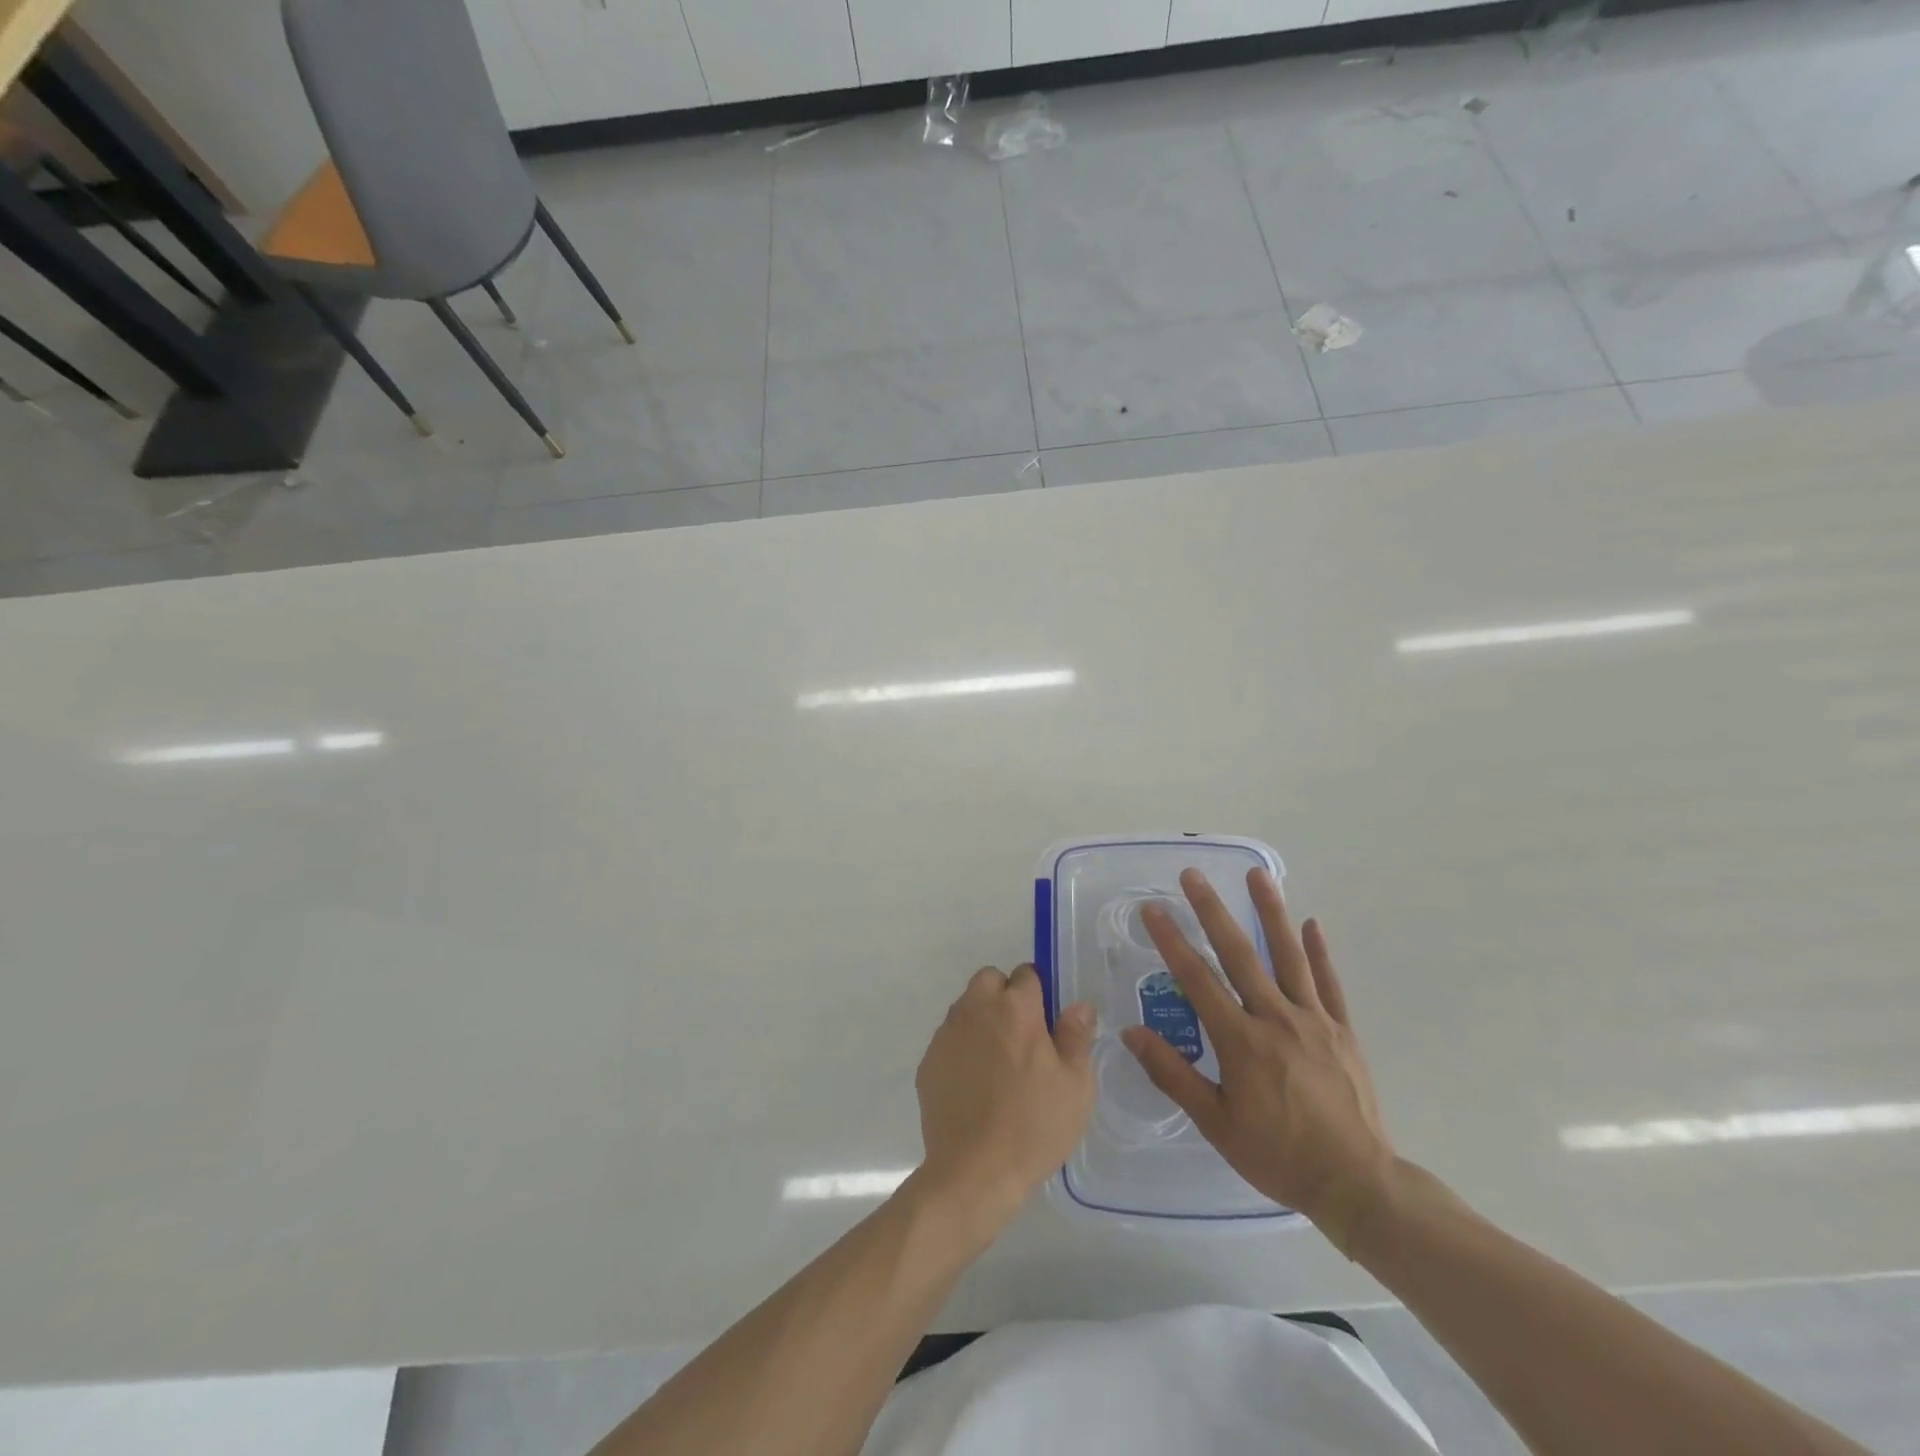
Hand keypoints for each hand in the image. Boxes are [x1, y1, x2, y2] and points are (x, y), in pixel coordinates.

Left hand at [915, 964, 1095, 1227]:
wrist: (974, 1171)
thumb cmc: (1034, 1125)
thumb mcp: (1075, 1085)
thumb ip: (1076, 1036)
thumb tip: (1079, 1005)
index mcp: (1015, 1008)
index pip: (1026, 974)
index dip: (1038, 993)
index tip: (1046, 1022)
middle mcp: (976, 1009)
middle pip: (989, 980)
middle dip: (1005, 996)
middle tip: (1022, 1036)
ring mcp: (947, 1034)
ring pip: (966, 1007)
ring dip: (982, 1020)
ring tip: (998, 1063)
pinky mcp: (928, 1061)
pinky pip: (949, 1039)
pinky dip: (962, 1049)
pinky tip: (974, 1085)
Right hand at [1121, 868, 1394, 1251]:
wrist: (1357, 1185)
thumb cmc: (1278, 1156)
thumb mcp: (1215, 1123)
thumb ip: (1172, 1074)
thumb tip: (1132, 1032)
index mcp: (1240, 1041)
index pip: (1197, 979)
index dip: (1171, 941)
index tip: (1152, 910)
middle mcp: (1275, 1018)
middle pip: (1239, 954)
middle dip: (1212, 910)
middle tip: (1193, 875)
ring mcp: (1313, 1020)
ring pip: (1288, 956)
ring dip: (1270, 912)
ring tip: (1257, 875)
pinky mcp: (1342, 1030)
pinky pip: (1328, 983)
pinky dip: (1319, 951)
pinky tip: (1311, 922)